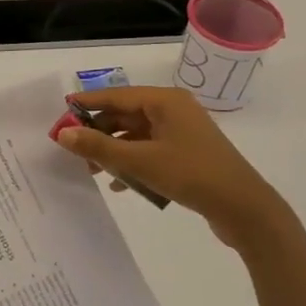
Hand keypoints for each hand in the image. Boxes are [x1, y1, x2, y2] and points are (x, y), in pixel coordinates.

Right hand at [54, 86, 281, 241]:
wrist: (244, 209)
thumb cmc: (191, 175)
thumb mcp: (140, 162)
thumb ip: (99, 147)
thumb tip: (63, 133)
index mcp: (164, 101)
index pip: (116, 96)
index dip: (87, 104)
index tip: (61, 114)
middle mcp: (173, 110)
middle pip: (125, 115)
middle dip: (99, 132)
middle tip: (73, 150)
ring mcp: (182, 132)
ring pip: (136, 135)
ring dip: (114, 151)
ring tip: (92, 171)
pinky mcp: (187, 153)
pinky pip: (150, 150)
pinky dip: (133, 163)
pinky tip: (119, 185)